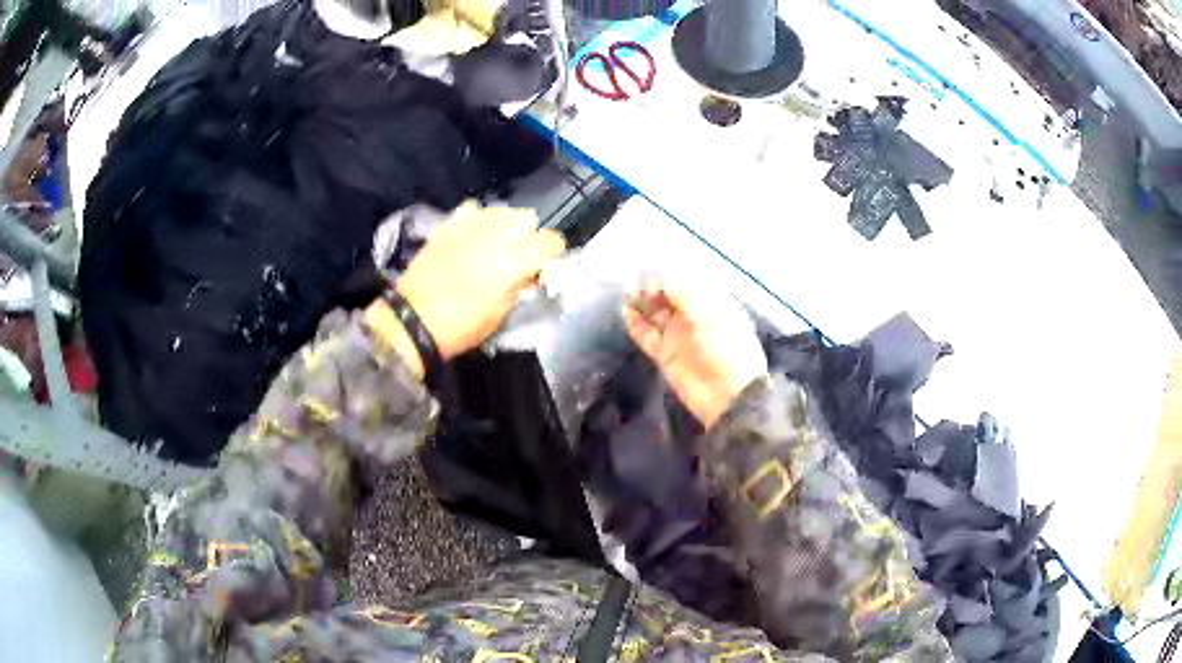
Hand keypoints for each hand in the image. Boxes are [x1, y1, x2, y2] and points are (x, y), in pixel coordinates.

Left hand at [396, 201, 564, 359]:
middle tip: (518, 257)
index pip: (551, 240)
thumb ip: (521, 286)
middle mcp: (498, 232)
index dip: (552, 254)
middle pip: (527, 218)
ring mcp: (471, 224)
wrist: (414, 320)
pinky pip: (473, 210)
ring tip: (495, 246)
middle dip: (528, 235)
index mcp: (517, 257)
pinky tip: (472, 237)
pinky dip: (478, 220)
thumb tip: (530, 274)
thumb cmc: (462, 325)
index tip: (544, 267)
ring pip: (502, 210)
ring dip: (505, 226)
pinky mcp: (449, 224)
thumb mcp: (502, 312)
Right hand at [624, 279, 767, 428]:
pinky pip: (647, 335)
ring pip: (656, 314)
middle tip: (640, 285)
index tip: (656, 276)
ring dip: (642, 303)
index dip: (671, 276)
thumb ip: (684, 295)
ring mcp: (678, 336)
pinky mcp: (665, 355)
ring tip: (627, 294)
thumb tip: (663, 278)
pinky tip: (625, 311)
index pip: (688, 282)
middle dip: (654, 288)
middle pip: (669, 297)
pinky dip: (636, 324)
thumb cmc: (725, 348)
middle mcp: (694, 317)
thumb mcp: (709, 315)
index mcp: (713, 304)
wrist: (726, 395)